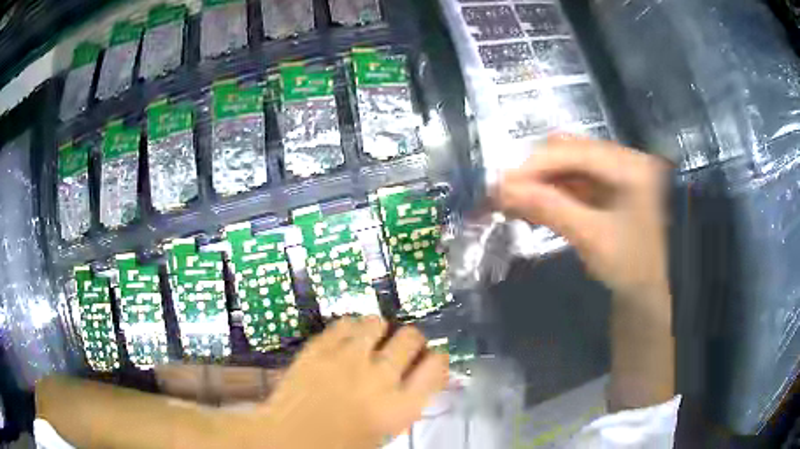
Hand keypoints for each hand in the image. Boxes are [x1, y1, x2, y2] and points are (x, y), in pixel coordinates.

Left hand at [252, 316, 448, 448]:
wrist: (288, 438)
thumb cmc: (339, 445)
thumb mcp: (383, 432)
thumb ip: (402, 405)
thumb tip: (412, 385)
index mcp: (401, 406)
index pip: (437, 366)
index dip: (437, 359)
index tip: (431, 360)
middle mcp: (380, 376)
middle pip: (411, 337)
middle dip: (411, 340)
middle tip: (401, 348)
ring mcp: (347, 358)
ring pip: (377, 322)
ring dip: (379, 330)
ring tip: (372, 340)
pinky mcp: (319, 348)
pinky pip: (343, 322)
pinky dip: (350, 328)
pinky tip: (345, 339)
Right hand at [495, 135, 669, 301]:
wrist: (646, 293)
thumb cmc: (629, 268)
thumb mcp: (590, 237)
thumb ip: (548, 207)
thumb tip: (501, 188)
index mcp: (631, 166)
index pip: (575, 151)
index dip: (535, 164)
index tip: (500, 184)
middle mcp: (625, 158)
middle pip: (571, 152)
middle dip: (535, 172)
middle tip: (504, 194)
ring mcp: (618, 170)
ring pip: (569, 165)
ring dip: (541, 182)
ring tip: (514, 202)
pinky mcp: (611, 185)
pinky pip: (575, 180)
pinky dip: (553, 191)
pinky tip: (534, 205)